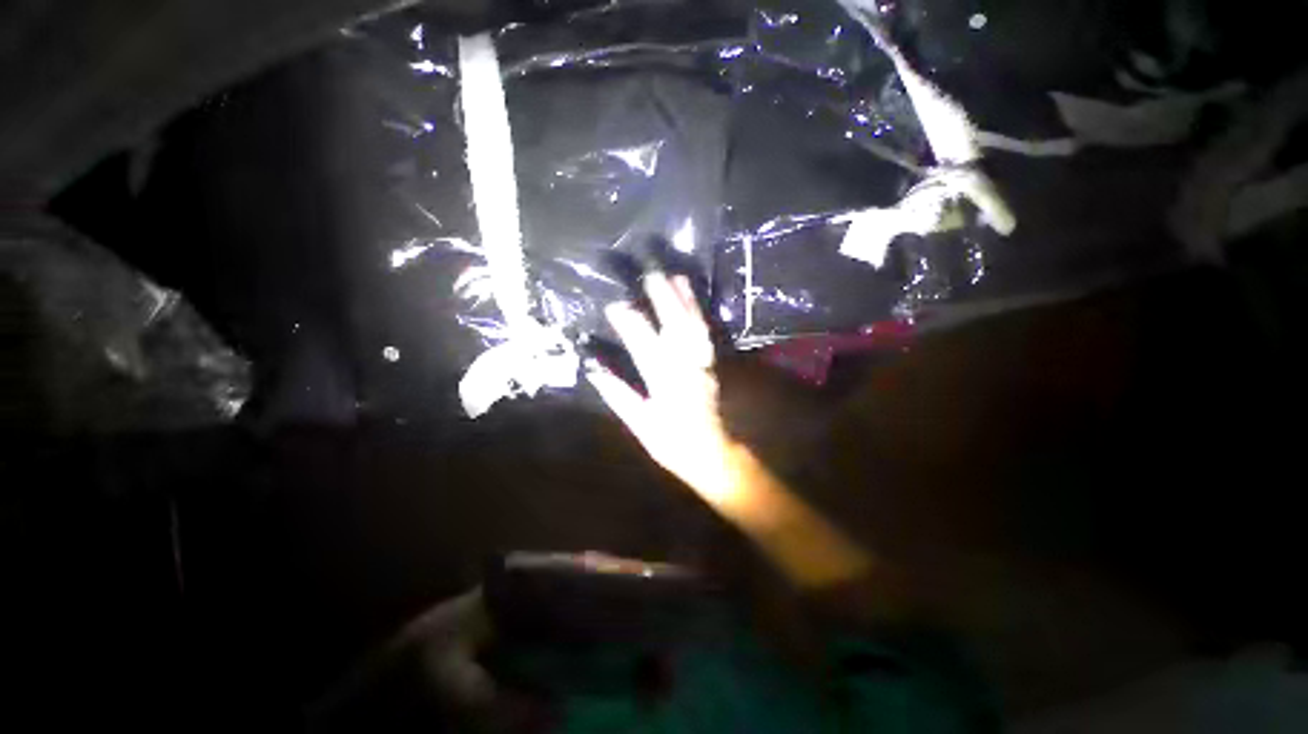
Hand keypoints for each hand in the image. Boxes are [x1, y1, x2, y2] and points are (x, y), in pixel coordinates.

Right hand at [585, 273, 739, 503]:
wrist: (711, 452)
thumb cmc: (672, 443)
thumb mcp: (641, 425)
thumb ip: (618, 396)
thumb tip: (593, 370)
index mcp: (664, 384)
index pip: (644, 347)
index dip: (629, 324)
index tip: (614, 305)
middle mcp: (685, 368)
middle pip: (674, 327)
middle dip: (663, 298)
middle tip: (650, 273)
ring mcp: (702, 363)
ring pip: (693, 325)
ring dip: (684, 299)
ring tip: (673, 276)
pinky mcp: (710, 362)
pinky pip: (704, 332)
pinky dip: (697, 311)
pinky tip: (691, 298)